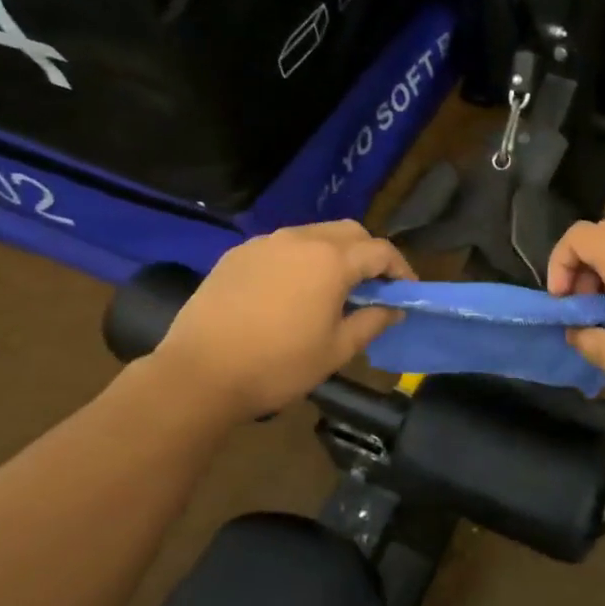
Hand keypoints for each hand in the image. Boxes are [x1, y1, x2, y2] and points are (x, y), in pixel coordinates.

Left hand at [151, 221, 414, 419]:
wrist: (198, 374)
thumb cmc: (278, 365)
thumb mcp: (336, 351)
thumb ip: (372, 322)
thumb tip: (393, 308)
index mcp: (332, 261)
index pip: (381, 251)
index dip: (400, 269)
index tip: (406, 292)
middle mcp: (302, 239)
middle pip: (350, 232)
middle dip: (369, 253)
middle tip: (372, 286)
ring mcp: (266, 243)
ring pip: (314, 234)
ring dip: (334, 253)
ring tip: (331, 288)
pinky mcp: (238, 254)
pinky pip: (282, 246)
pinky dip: (299, 259)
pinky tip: (291, 290)